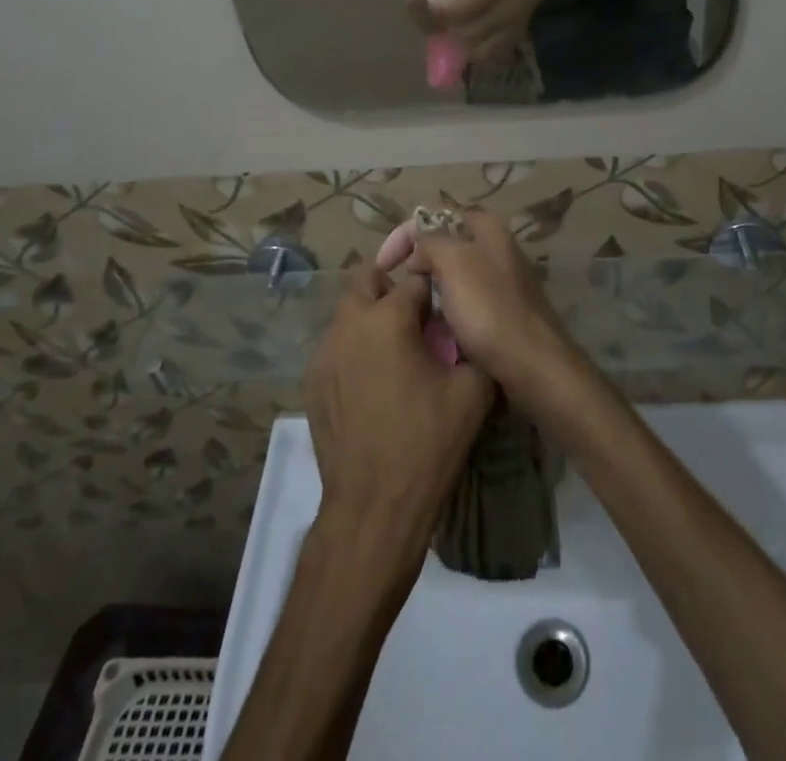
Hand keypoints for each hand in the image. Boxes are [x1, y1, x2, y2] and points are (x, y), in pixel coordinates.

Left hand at [305, 263, 494, 575]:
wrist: (373, 507)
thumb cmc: (427, 442)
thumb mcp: (473, 390)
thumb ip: (473, 345)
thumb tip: (470, 331)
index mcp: (388, 317)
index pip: (416, 278)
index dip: (435, 288)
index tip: (447, 303)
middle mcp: (350, 323)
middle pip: (369, 280)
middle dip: (393, 287)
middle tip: (417, 314)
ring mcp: (325, 353)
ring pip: (349, 313)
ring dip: (372, 316)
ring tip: (397, 347)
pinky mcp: (312, 381)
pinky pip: (336, 346)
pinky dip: (355, 347)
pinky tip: (373, 380)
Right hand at [406, 210, 589, 413]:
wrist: (533, 366)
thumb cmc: (490, 309)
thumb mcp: (454, 262)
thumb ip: (431, 244)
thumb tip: (420, 254)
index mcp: (489, 230)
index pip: (437, 216)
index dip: (406, 234)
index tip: (384, 265)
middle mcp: (499, 251)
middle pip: (448, 248)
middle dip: (420, 265)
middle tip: (399, 290)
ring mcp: (504, 285)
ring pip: (455, 281)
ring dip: (432, 294)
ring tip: (412, 315)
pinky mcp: (505, 316)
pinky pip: (467, 308)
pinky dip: (449, 317)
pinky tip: (438, 334)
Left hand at [433, 0, 556, 66]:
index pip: (468, 7)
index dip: (444, 9)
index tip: (431, 2)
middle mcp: (511, 9)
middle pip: (471, 32)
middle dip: (450, 26)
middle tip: (441, 14)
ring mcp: (516, 24)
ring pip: (481, 49)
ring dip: (462, 41)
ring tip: (454, 25)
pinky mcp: (518, 32)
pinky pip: (494, 53)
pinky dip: (477, 50)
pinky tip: (469, 35)